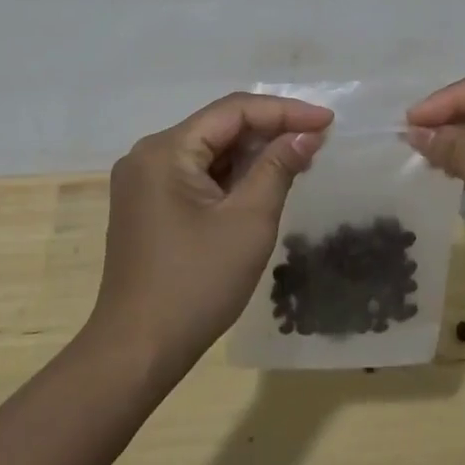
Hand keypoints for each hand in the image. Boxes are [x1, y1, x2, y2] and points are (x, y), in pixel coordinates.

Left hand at [89, 92, 332, 383]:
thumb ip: (278, 167)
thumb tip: (306, 134)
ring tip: (300, 158)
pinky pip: (198, 174)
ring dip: (253, 153)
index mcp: (166, 150)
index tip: (327, 121)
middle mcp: (149, 154)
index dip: (285, 111)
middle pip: (220, 126)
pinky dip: (232, 175)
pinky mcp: (149, 204)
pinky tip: (264, 182)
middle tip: (317, 140)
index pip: (234, 111)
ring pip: (210, 150)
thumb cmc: (195, 285)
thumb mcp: (248, 222)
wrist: (136, 353)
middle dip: (271, 130)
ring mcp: (145, 180)